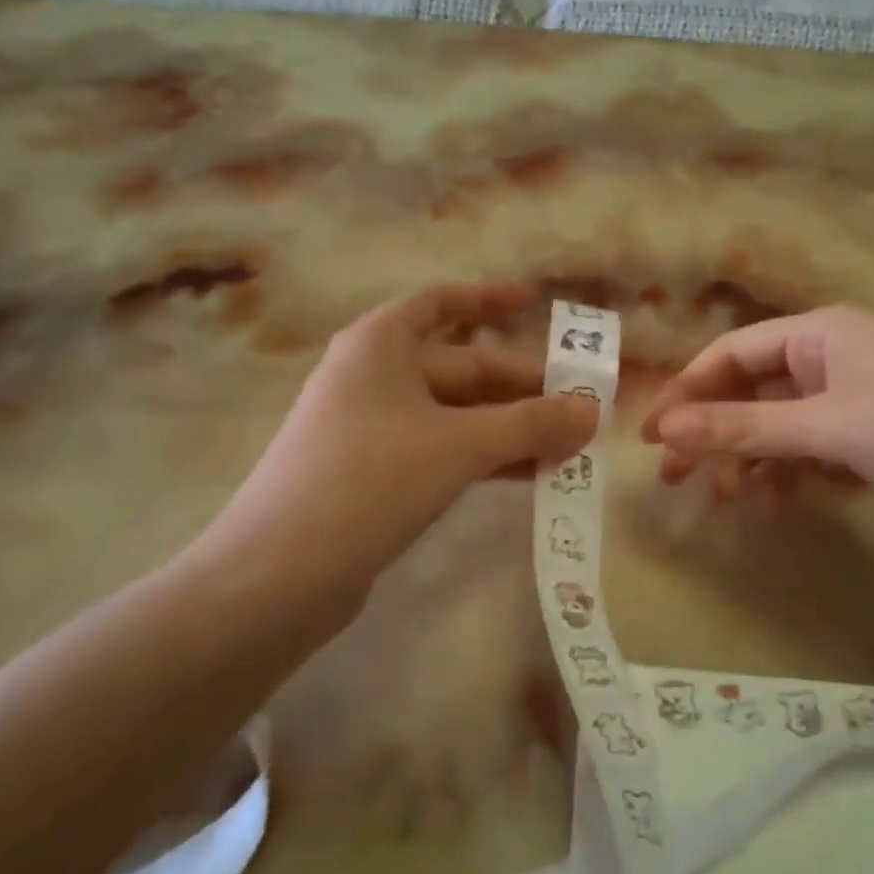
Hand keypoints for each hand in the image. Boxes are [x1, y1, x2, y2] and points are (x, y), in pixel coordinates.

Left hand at [191, 284, 598, 609]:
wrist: (280, 573)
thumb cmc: (370, 480)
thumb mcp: (460, 445)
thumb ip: (530, 424)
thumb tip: (593, 410)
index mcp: (380, 345)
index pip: (441, 304)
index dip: (489, 300)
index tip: (536, 304)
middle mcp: (374, 378)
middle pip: (460, 369)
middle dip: (522, 388)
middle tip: (582, 409)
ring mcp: (372, 430)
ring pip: (456, 417)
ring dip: (510, 429)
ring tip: (569, 447)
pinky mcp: (375, 477)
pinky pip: (442, 452)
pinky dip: (483, 459)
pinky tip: (527, 476)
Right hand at [642, 305, 873, 512]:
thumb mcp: (828, 426)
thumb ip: (743, 428)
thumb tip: (665, 428)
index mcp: (819, 334)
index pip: (730, 355)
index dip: (686, 392)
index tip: (651, 435)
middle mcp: (832, 357)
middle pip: (751, 391)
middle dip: (711, 432)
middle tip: (672, 476)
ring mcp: (856, 398)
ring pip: (781, 425)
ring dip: (748, 459)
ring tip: (722, 498)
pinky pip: (814, 449)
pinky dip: (790, 473)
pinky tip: (774, 502)